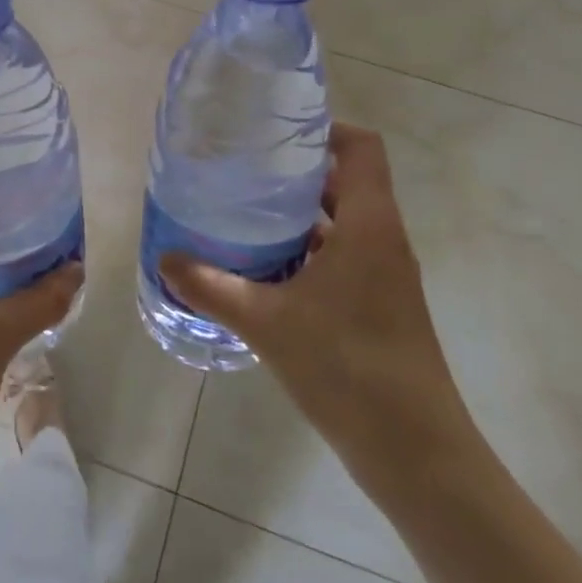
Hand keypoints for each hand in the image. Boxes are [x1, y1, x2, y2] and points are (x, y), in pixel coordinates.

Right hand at [158, 123, 476, 500]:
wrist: (416, 453)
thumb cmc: (348, 368)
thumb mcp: (267, 322)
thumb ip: (212, 287)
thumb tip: (165, 258)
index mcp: (369, 226)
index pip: (362, 148)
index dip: (324, 129)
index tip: (275, 132)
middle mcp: (383, 240)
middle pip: (347, 181)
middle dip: (297, 171)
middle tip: (244, 169)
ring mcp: (385, 276)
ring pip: (343, 222)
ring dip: (300, 214)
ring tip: (245, 213)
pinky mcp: (380, 306)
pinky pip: (343, 257)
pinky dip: (308, 251)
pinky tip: (265, 270)